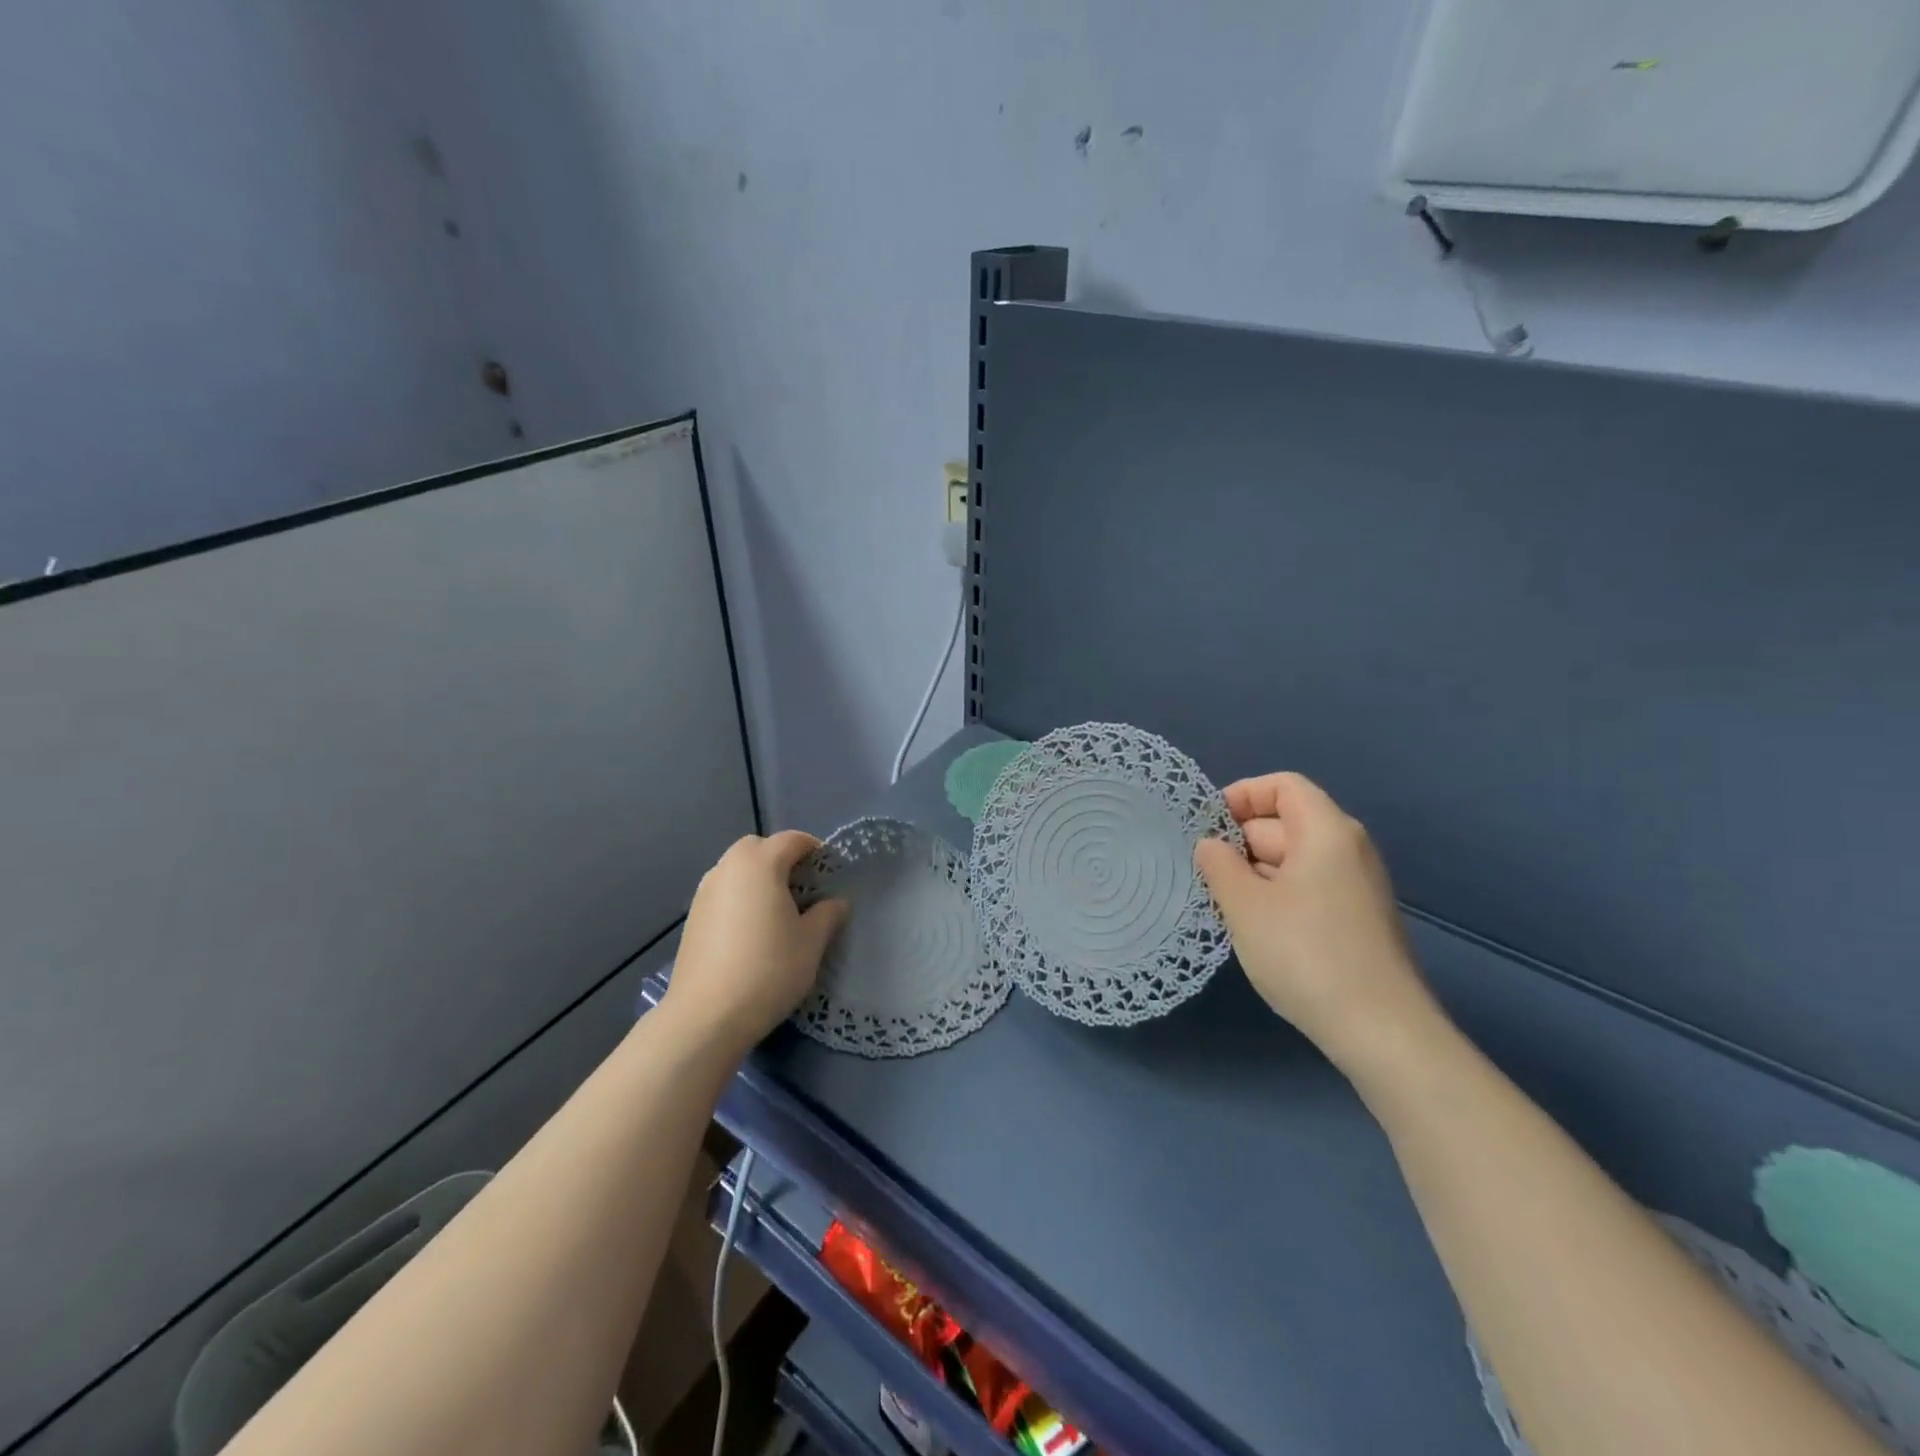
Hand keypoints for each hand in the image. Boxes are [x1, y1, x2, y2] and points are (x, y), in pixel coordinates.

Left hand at [663, 831, 848, 1056]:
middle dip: (782, 859)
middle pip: (759, 847)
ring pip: (737, 869)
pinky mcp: (692, 917)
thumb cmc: (768, 970)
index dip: (816, 850)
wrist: (706, 1017)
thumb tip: (836, 902)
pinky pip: (723, 892)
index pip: (793, 840)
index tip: (831, 874)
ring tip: (777, 911)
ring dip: (759, 878)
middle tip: (803, 889)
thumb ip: (827, 915)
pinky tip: (751, 932)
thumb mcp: (811, 943)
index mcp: (760, 863)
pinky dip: (740, 898)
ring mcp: (705, 892)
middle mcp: (728, 867)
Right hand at [1195, 773, 1438, 1073]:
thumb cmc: (1306, 954)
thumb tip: (1210, 845)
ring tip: (1222, 903)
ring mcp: (1356, 887)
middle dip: (1240, 841)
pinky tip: (1255, 928)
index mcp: (1326, 831)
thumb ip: (1219, 865)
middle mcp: (1348, 849)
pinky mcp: (1357, 920)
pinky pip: (1308, 888)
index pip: (1283, 786)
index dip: (1242, 795)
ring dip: (1254, 872)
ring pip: (1294, 859)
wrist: (1382, 1031)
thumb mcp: (1245, 905)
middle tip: (1203, 873)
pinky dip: (1276, 895)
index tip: (1207, 826)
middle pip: (1286, 822)